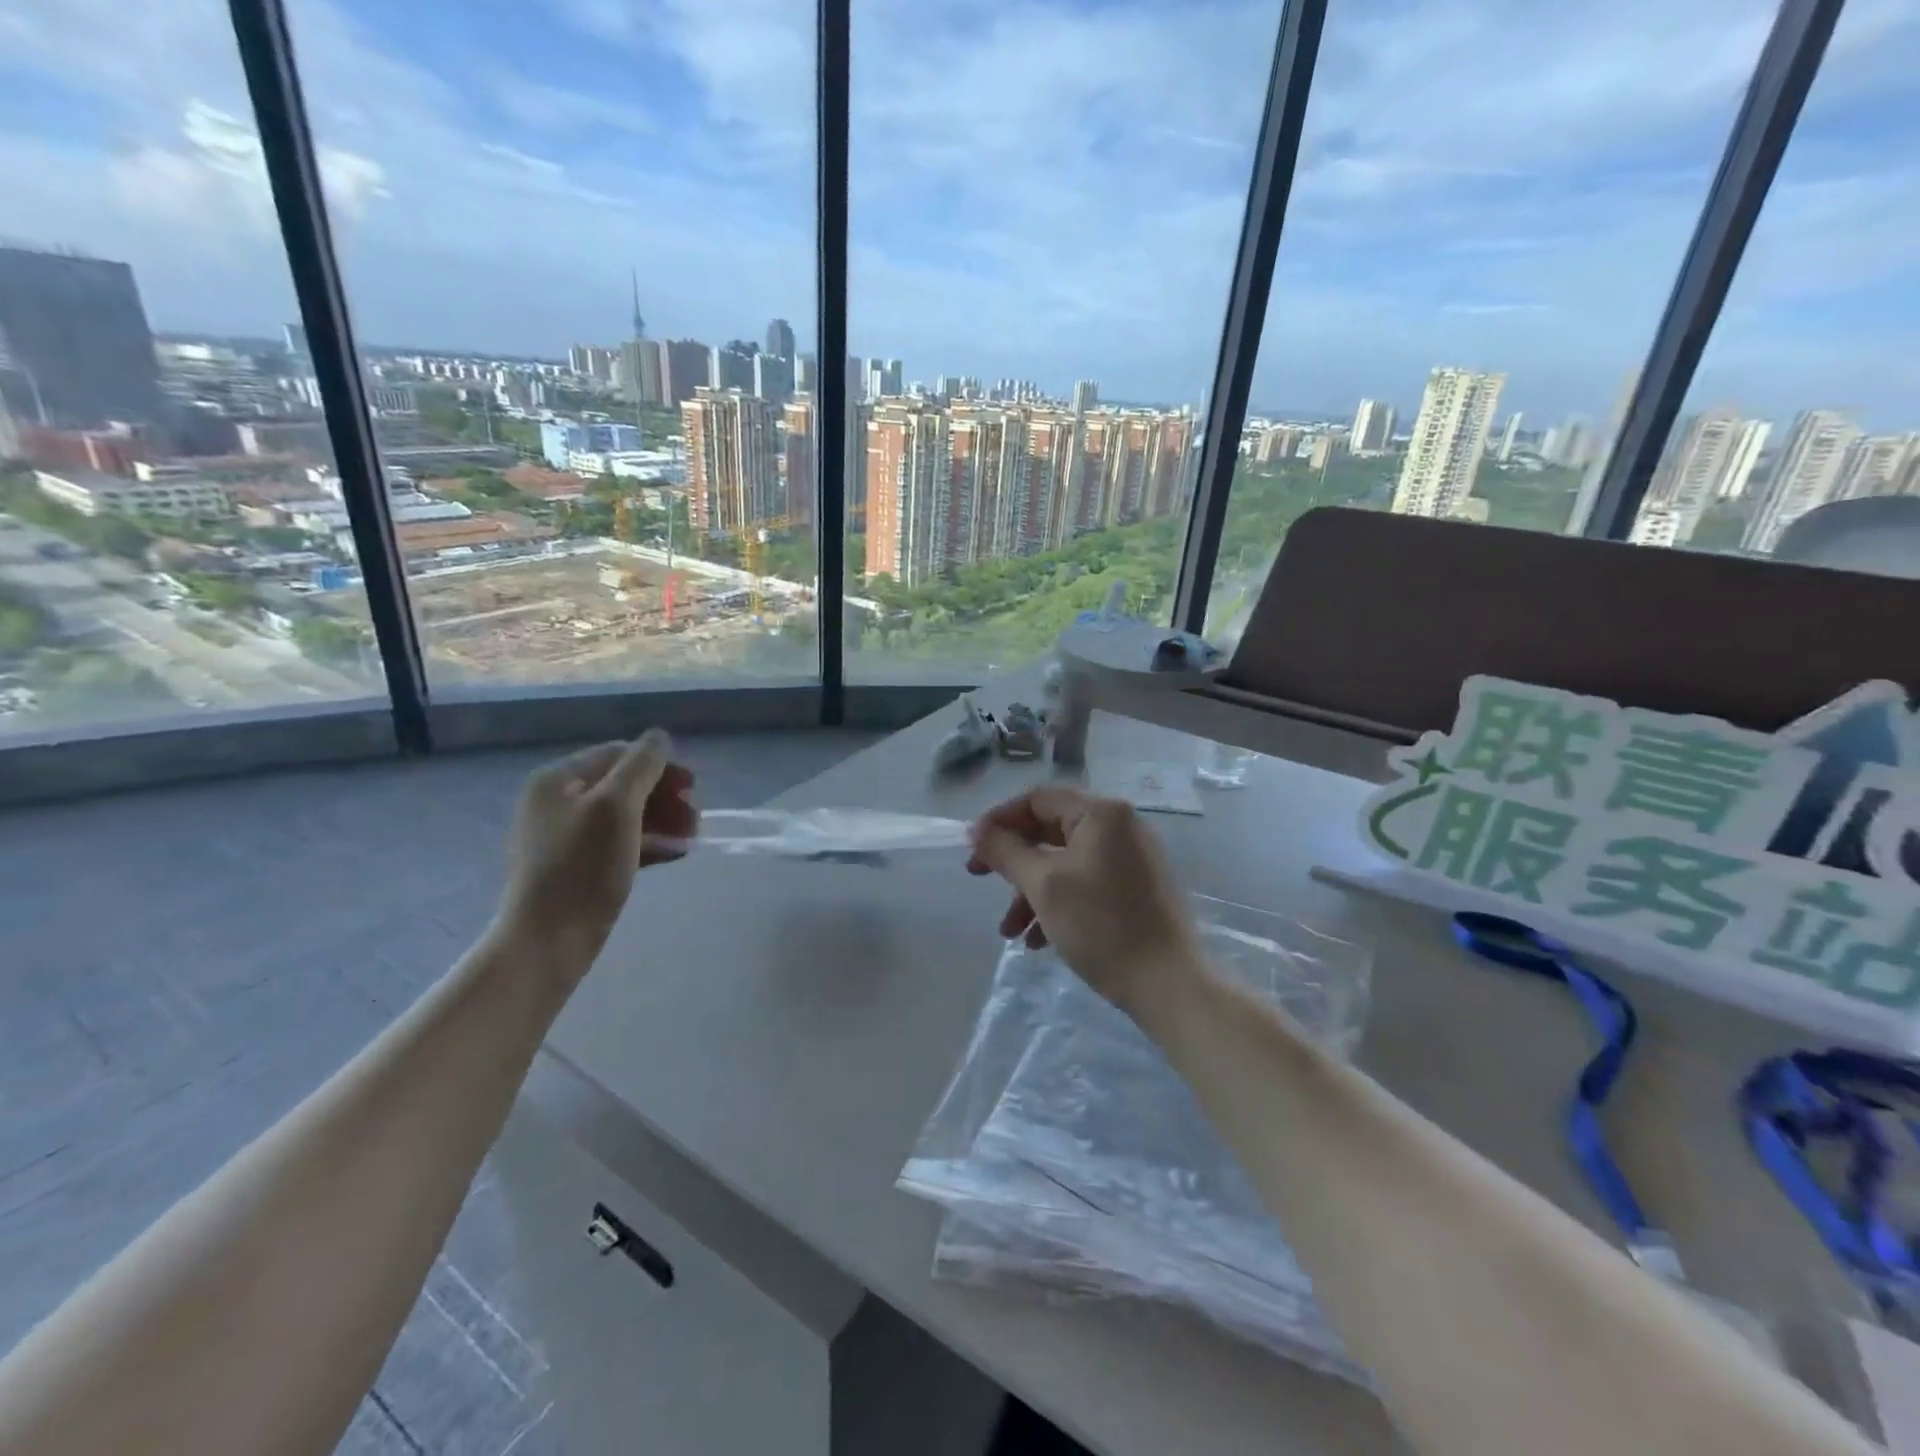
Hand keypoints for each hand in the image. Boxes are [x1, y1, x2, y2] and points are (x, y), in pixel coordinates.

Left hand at [498, 729, 696, 975]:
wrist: (547, 942)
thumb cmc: (582, 868)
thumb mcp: (617, 807)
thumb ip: (642, 766)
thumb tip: (659, 736)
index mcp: (557, 780)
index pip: (618, 754)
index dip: (660, 766)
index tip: (694, 788)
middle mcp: (556, 802)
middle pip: (623, 784)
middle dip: (665, 796)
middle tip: (696, 817)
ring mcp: (565, 837)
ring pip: (625, 815)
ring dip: (662, 820)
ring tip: (692, 837)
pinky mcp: (577, 867)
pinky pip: (619, 843)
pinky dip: (649, 843)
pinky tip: (676, 854)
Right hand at [966, 786, 1203, 1015]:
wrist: (1169, 984)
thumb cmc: (1101, 925)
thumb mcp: (1043, 885)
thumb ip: (1005, 852)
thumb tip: (976, 831)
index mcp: (1101, 813)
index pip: (1037, 799)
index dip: (999, 821)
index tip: (972, 850)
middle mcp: (1121, 826)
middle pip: (1051, 830)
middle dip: (1014, 862)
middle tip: (980, 880)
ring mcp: (1133, 858)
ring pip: (1066, 862)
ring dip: (1031, 891)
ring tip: (1010, 932)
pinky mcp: (1138, 889)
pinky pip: (1087, 883)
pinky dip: (1059, 904)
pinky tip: (1039, 941)